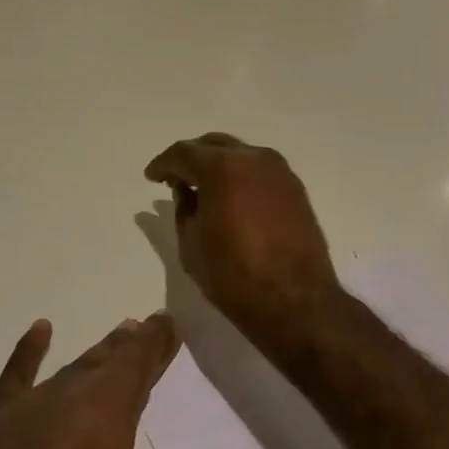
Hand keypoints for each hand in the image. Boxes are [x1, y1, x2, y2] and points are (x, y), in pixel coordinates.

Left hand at [0, 314, 247, 448]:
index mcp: (110, 408)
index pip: (140, 361)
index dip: (156, 341)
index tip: (167, 321)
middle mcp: (73, 392)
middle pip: (108, 359)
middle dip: (130, 344)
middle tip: (144, 325)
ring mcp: (32, 402)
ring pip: (72, 366)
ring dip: (95, 352)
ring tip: (114, 335)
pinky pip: (17, 374)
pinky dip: (30, 350)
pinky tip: (40, 330)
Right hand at [143, 134, 340, 339]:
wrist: (296, 303)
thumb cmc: (233, 276)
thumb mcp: (191, 244)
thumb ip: (183, 208)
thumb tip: (185, 190)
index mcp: (222, 168)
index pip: (184, 153)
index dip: (163, 164)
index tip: (152, 177)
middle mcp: (252, 159)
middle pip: (213, 145)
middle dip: (191, 158)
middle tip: (175, 178)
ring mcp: (279, 171)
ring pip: (239, 154)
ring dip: (218, 165)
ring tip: (203, 188)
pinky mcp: (295, 188)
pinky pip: (259, 171)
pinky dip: (240, 176)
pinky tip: (232, 197)